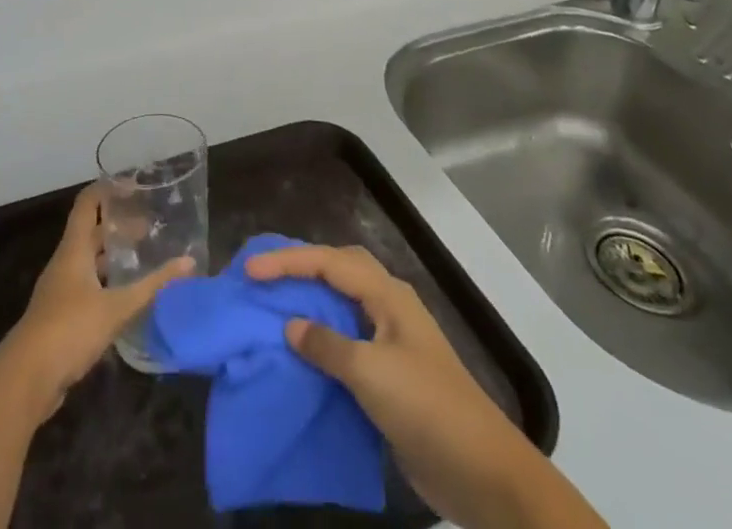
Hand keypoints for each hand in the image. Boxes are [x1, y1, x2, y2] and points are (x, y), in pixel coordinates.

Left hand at [0, 185, 194, 421]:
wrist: (25, 381)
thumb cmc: (69, 329)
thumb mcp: (117, 307)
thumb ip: (152, 285)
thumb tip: (190, 262)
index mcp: (74, 249)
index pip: (87, 204)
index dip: (107, 189)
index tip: (135, 185)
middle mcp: (65, 263)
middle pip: (90, 233)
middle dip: (117, 226)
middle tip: (149, 226)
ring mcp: (60, 291)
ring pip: (89, 262)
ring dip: (112, 257)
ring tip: (142, 258)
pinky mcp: (61, 317)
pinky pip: (87, 288)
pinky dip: (106, 284)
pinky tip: (126, 297)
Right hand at [247, 244, 604, 528]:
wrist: (480, 471)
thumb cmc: (426, 408)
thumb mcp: (371, 373)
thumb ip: (327, 345)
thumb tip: (291, 326)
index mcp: (387, 295)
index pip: (329, 263)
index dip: (289, 262)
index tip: (251, 270)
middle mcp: (388, 307)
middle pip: (339, 270)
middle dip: (302, 267)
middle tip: (264, 276)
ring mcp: (391, 340)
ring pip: (343, 305)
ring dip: (311, 301)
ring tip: (274, 306)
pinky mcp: (390, 375)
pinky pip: (347, 342)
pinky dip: (321, 339)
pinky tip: (301, 353)